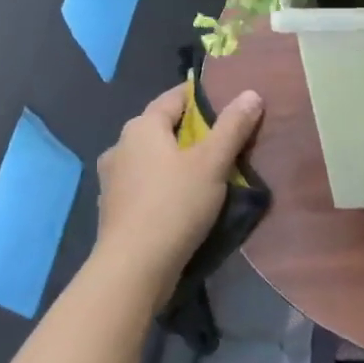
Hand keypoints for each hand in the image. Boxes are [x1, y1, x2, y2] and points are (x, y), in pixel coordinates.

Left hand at [93, 83, 264, 302]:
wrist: (133, 269)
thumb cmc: (174, 205)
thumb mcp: (212, 163)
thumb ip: (233, 126)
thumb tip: (251, 93)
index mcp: (141, 127)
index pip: (175, 97)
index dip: (202, 96)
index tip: (228, 102)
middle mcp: (120, 146)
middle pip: (162, 127)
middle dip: (191, 130)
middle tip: (225, 139)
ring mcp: (112, 179)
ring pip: (152, 158)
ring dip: (175, 159)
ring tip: (206, 171)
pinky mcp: (113, 209)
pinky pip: (144, 184)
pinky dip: (163, 184)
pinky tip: (181, 199)